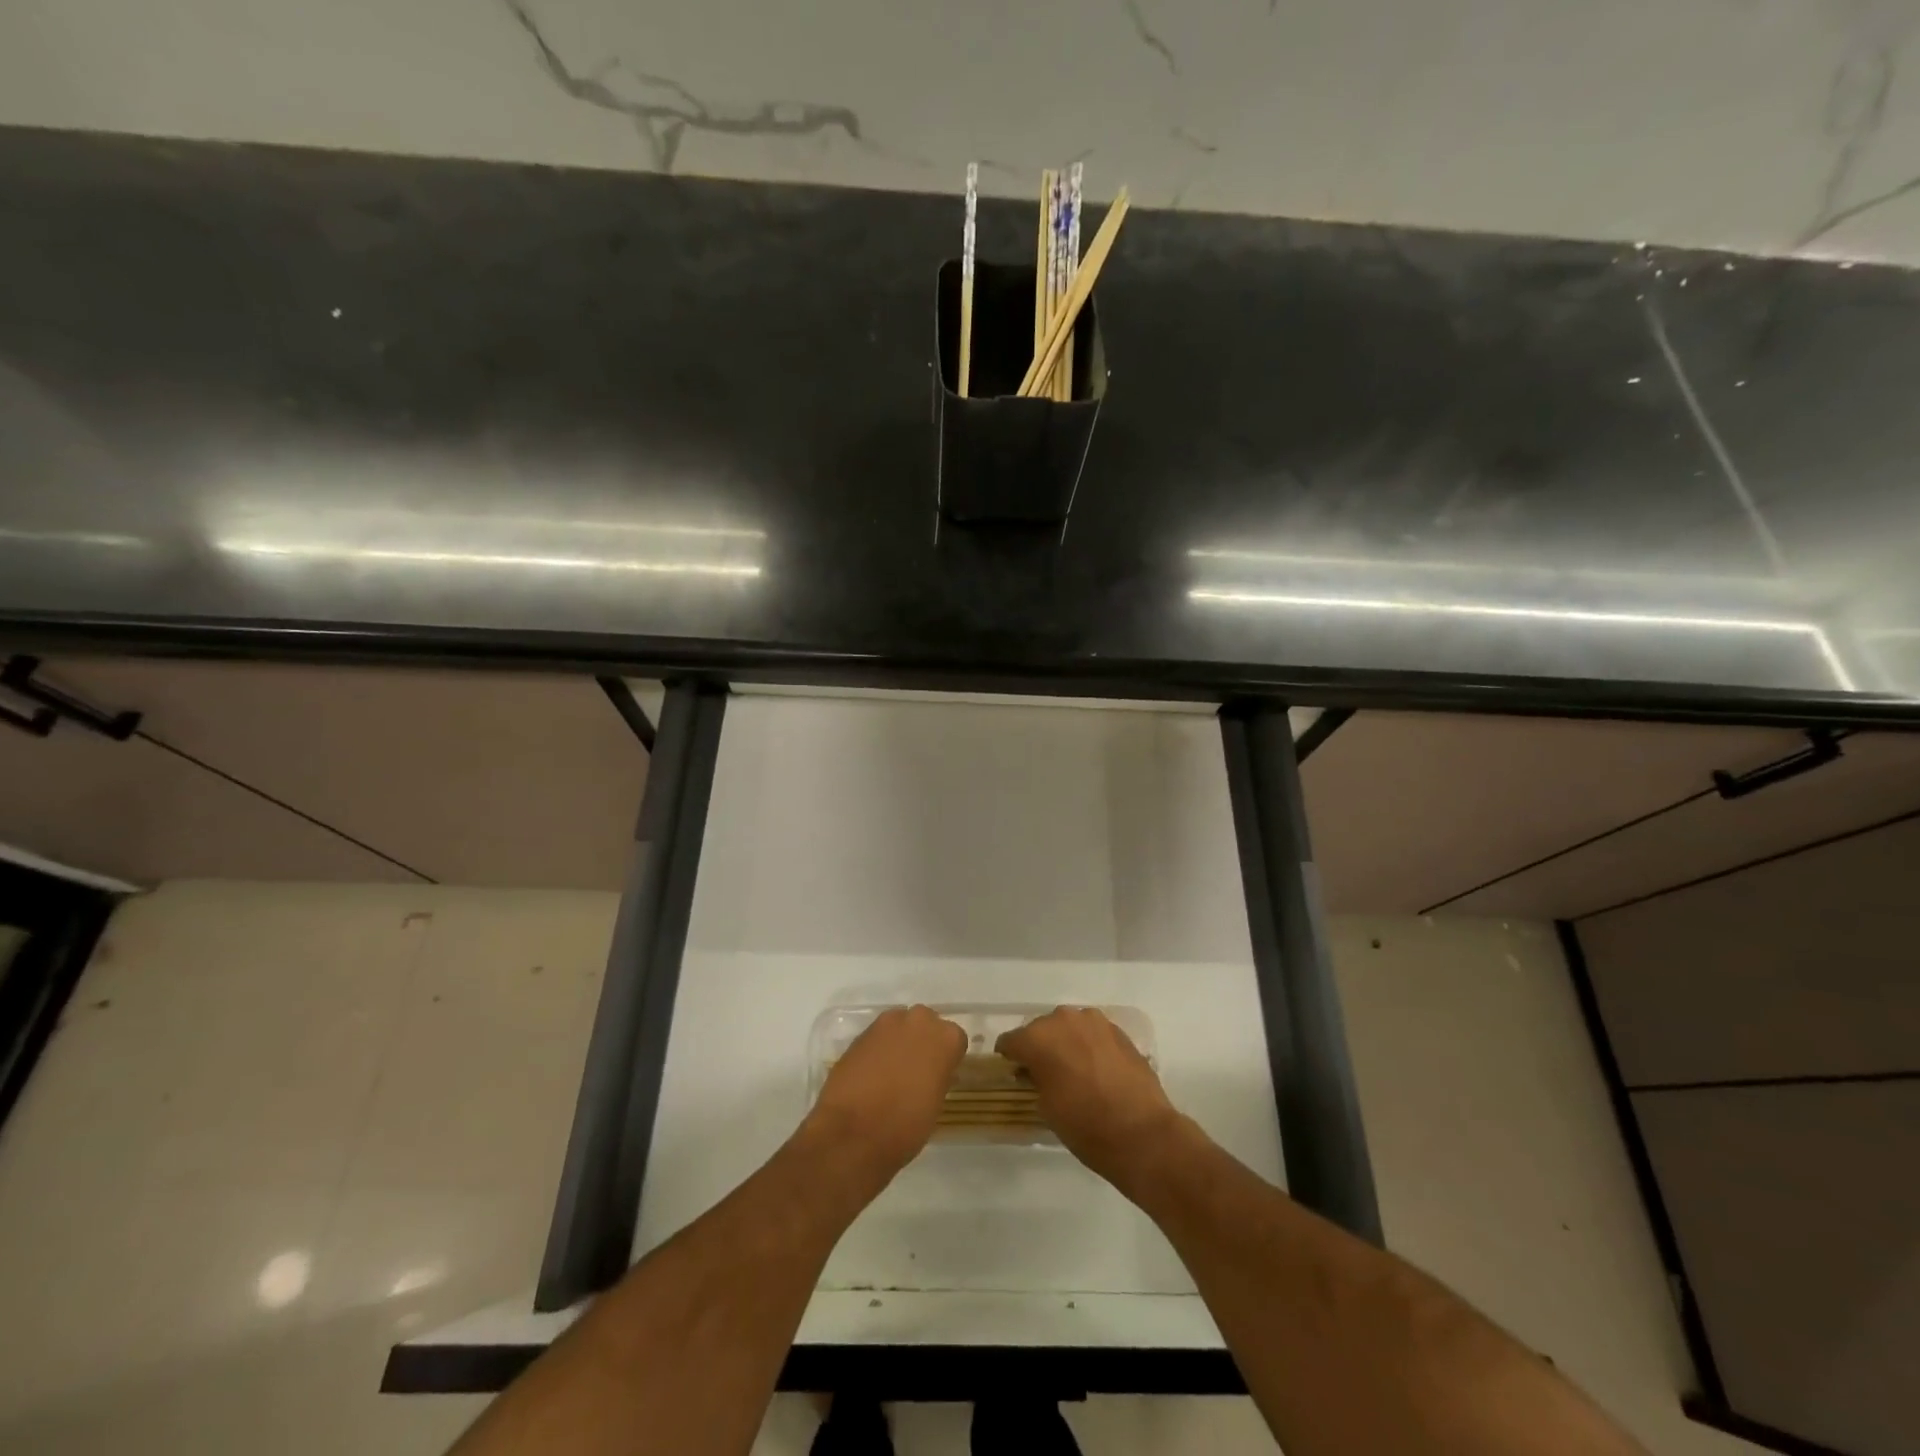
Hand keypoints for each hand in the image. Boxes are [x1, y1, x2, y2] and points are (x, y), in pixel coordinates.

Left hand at [805, 1006, 965, 1183]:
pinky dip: (878, 1050)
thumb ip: (938, 1078)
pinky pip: (878, 1037)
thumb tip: (933, 1072)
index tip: (940, 1076)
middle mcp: (919, 1021)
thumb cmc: (904, 1127)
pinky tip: (872, 1075)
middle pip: (927, 1025)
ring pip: (900, 1027)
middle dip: (924, 1043)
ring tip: (892, 1073)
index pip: (955, 1040)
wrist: (851, 1133)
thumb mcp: (935, 1105)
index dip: (947, 1059)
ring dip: (900, 1043)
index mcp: (945, 1038)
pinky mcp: (860, 1034)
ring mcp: (886, 1024)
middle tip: (917, 1072)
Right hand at [996, 1007, 1185, 1196]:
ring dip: (1065, 1043)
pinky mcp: (1117, 1030)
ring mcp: (1094, 1021)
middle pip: (1040, 1029)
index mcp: (1038, 1038)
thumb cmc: (1085, 1126)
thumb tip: (1036, 1071)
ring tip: (1073, 1070)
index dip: (1010, 1058)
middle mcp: (1063, 1019)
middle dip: (1039, 1048)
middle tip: (1044, 1075)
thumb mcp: (1045, 1108)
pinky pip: (1092, 1033)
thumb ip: (1035, 1079)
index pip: (1011, 1041)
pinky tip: (1096, 1069)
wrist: (1142, 1133)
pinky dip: (1088, 1046)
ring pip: (1068, 1027)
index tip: (1013, 1073)